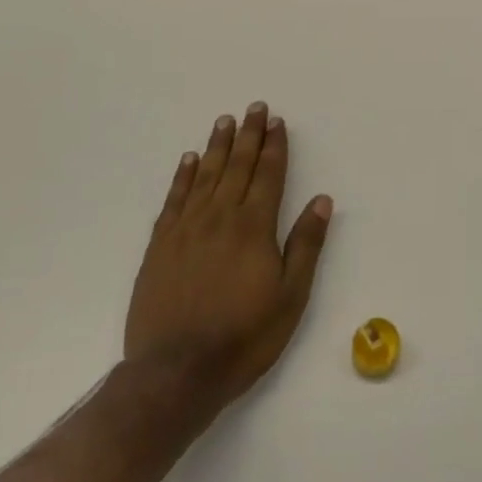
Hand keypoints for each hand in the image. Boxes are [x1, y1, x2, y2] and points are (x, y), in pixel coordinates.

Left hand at [123, 103, 332, 418]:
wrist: (175, 374)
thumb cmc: (243, 337)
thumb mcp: (290, 297)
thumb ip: (305, 245)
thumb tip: (322, 200)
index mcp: (254, 227)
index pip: (268, 175)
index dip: (274, 146)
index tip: (276, 121)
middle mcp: (220, 218)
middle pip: (237, 166)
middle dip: (248, 135)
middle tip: (254, 107)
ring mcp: (186, 230)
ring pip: (205, 176)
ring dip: (217, 146)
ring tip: (224, 121)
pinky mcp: (159, 247)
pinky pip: (173, 200)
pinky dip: (182, 176)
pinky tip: (188, 160)